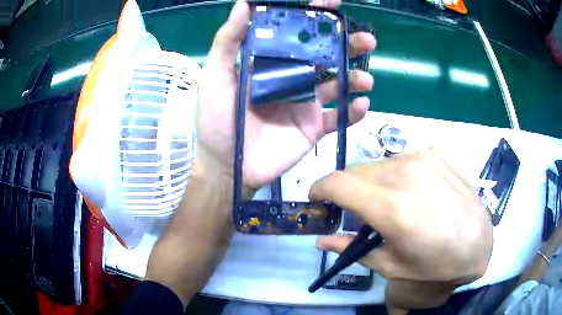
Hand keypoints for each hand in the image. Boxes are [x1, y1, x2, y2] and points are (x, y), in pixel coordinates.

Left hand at [196, 0, 375, 188]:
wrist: (228, 165)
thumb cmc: (216, 118)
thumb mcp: (216, 75)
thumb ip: (228, 40)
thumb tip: (242, 3)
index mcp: (272, 62)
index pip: (298, 33)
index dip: (317, 16)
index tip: (335, 3)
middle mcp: (293, 77)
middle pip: (326, 56)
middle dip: (348, 45)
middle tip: (366, 39)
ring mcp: (306, 103)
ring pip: (338, 84)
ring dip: (355, 78)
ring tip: (365, 78)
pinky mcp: (313, 127)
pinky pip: (339, 117)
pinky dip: (353, 112)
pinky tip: (361, 104)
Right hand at [310, 148, 492, 310]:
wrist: (478, 242)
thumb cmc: (434, 262)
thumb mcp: (390, 265)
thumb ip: (350, 249)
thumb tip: (320, 240)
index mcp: (392, 206)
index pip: (338, 183)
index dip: (320, 188)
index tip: (317, 198)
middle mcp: (406, 172)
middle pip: (357, 170)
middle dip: (348, 188)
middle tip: (359, 209)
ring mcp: (424, 156)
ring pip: (380, 163)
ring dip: (375, 181)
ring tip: (393, 202)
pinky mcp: (438, 150)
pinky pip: (405, 158)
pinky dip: (400, 174)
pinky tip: (418, 190)